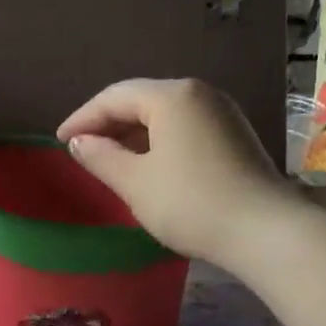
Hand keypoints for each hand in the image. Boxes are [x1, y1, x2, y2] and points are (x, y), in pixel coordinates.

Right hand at [57, 79, 291, 262]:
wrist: (265, 232)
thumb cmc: (190, 202)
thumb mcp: (135, 182)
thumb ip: (101, 157)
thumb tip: (79, 142)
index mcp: (172, 96)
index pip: (115, 97)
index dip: (83, 118)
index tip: (60, 141)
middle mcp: (199, 94)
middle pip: (141, 100)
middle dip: (108, 123)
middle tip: (82, 148)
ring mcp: (222, 113)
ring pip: (164, 115)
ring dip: (132, 133)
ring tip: (109, 158)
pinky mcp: (235, 136)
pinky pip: (184, 128)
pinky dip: (158, 141)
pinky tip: (147, 164)